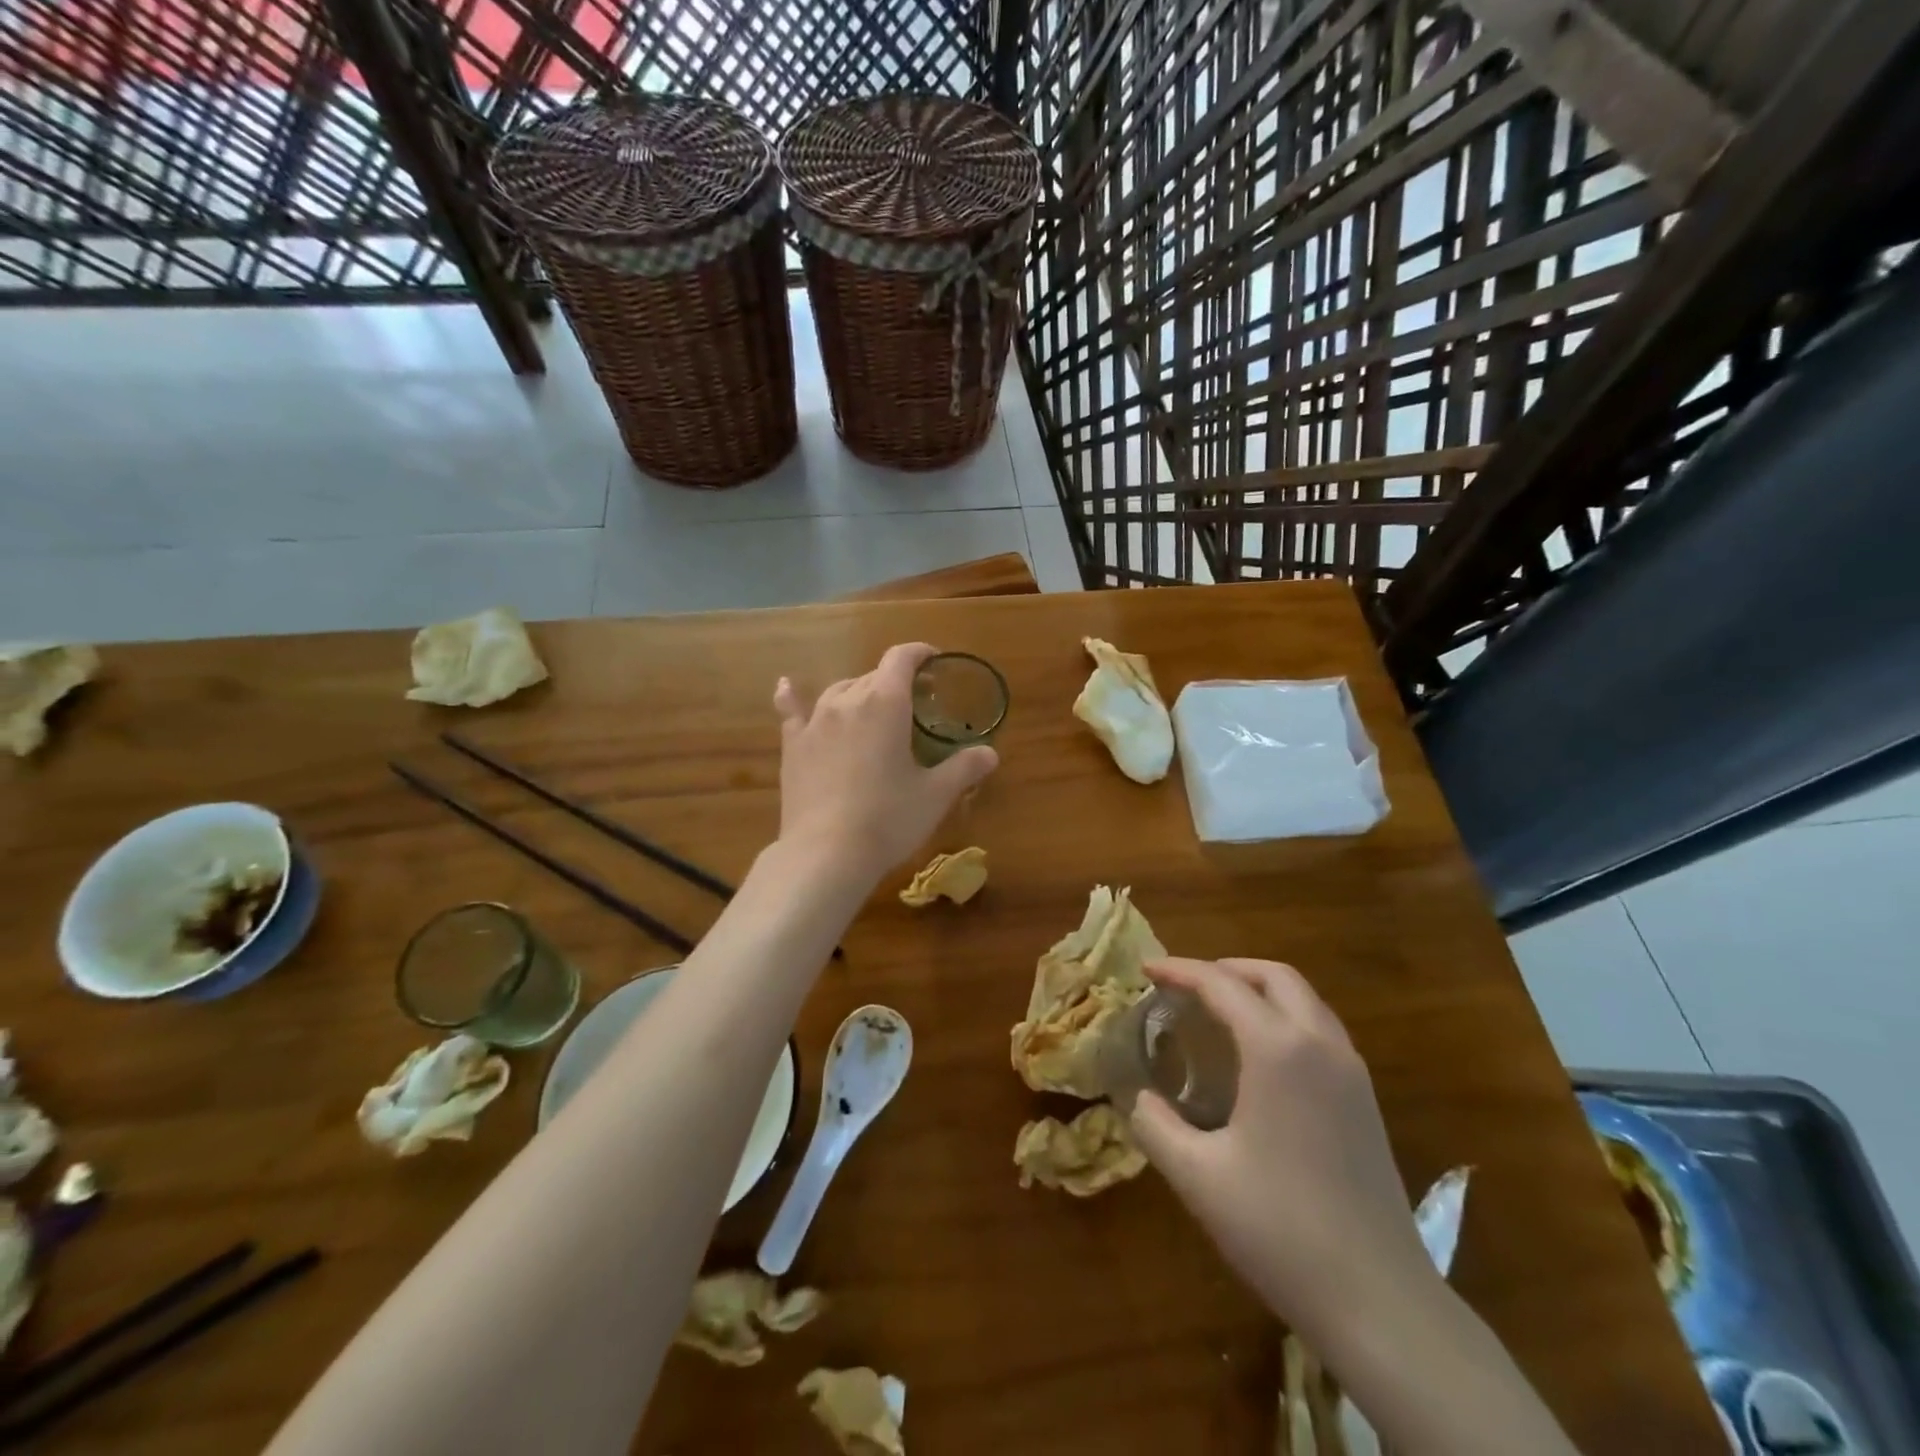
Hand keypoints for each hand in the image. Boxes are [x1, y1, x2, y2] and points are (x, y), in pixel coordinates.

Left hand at [773, 643, 997, 884]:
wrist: (826, 853)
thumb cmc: (888, 819)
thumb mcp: (935, 795)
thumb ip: (964, 768)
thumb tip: (990, 753)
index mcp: (885, 704)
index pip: (901, 659)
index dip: (919, 653)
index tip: (935, 661)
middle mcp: (847, 701)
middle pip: (873, 675)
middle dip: (896, 680)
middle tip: (916, 702)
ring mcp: (815, 722)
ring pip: (840, 690)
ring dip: (860, 691)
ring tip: (873, 706)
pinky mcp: (793, 746)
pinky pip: (793, 711)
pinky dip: (792, 697)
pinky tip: (786, 686)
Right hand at [1129, 957, 1433, 1343]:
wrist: (1381, 1302)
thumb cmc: (1280, 1229)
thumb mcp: (1197, 1176)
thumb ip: (1155, 1124)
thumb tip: (1139, 1098)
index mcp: (1279, 1050)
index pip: (1222, 984)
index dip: (1180, 970)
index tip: (1145, 968)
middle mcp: (1321, 1045)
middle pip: (1274, 976)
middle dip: (1226, 968)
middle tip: (1185, 985)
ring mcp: (1352, 1073)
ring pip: (1304, 1000)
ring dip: (1259, 990)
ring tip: (1219, 1010)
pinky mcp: (1366, 1102)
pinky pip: (1321, 1029)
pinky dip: (1284, 1017)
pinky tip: (1260, 1055)